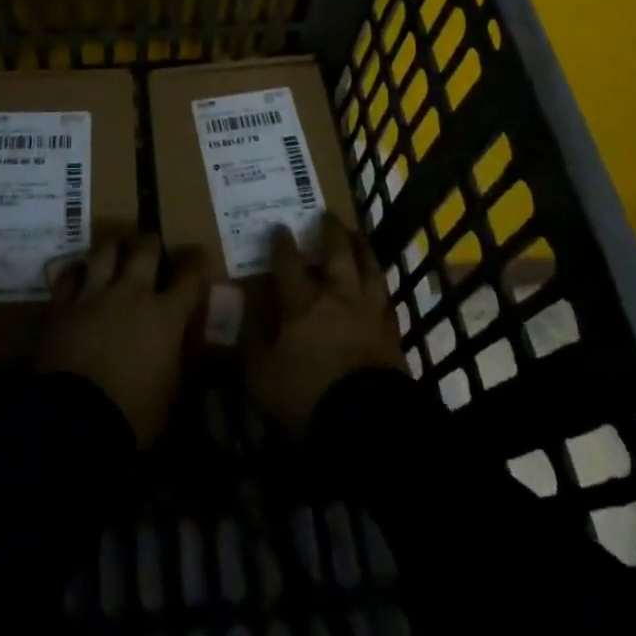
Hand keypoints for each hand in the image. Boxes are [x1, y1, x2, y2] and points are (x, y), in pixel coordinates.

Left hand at [38, 236, 207, 448]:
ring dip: (113, 247)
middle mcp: (132, 294)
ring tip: (116, 247)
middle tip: (151, 243)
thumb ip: (178, 361)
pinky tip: (78, 273)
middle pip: (144, 251)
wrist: (76, 421)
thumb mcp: (171, 395)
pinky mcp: (62, 306)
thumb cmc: (134, 415)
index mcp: (166, 316)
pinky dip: (75, 272)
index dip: (198, 263)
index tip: (199, 257)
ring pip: (104, 253)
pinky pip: (68, 276)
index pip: (190, 277)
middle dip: (151, 243)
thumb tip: (181, 350)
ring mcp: (94, 296)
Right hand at [246, 214, 405, 434]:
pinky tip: (378, 280)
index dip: (282, 243)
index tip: (279, 227)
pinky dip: (380, 281)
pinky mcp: (391, 330)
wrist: (367, 421)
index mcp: (300, 302)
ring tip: (357, 235)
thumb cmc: (306, 395)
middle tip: (327, 214)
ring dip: (361, 247)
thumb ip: (251, 338)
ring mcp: (368, 310)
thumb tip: (244, 308)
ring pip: (368, 267)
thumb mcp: (260, 374)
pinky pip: (386, 295)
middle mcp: (336, 295)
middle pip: (336, 253)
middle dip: (330, 231)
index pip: (288, 262)